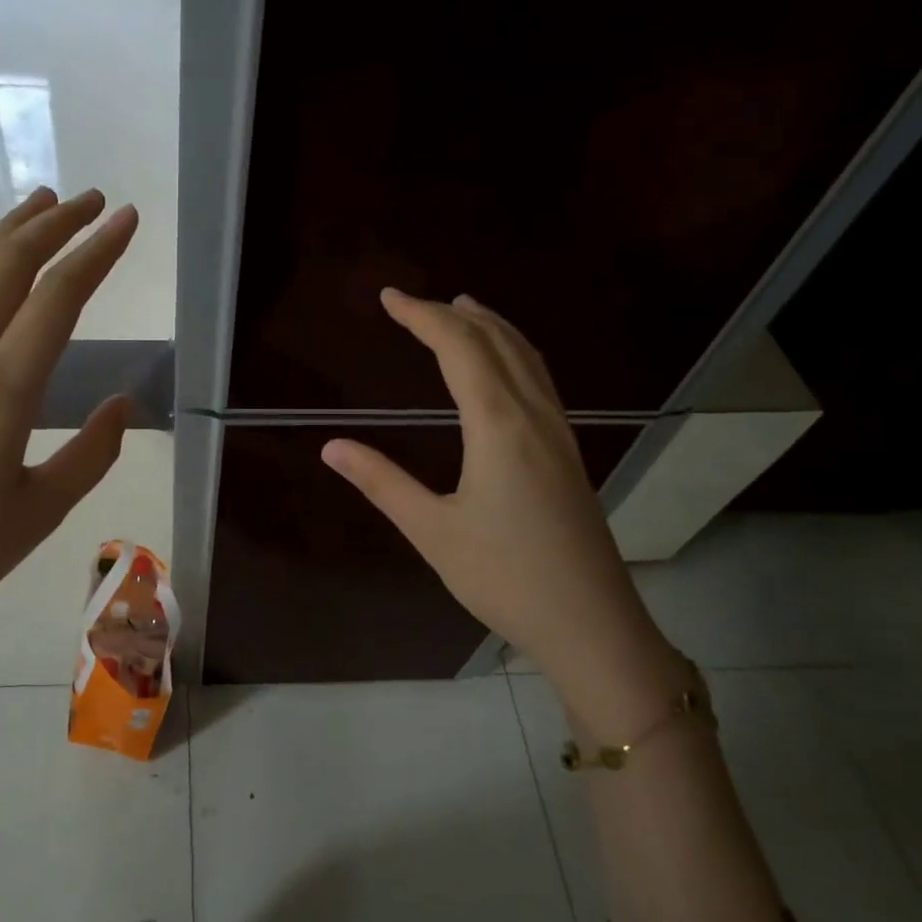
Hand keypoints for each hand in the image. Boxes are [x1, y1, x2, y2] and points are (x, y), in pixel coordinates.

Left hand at [0, 188, 137, 705]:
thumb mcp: (41, 512)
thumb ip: (92, 453)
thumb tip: (123, 403)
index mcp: (3, 391)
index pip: (59, 298)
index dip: (97, 252)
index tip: (126, 219)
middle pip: (11, 267)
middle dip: (55, 224)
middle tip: (91, 200)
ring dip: (9, 232)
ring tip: (42, 201)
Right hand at [321, 290, 677, 713]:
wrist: (591, 623)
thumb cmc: (505, 578)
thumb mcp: (432, 532)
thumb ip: (382, 483)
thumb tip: (331, 446)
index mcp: (499, 426)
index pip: (459, 349)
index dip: (422, 317)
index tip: (389, 298)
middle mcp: (535, 416)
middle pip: (497, 342)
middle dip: (454, 314)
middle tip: (415, 302)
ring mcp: (559, 433)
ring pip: (527, 358)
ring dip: (492, 327)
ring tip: (464, 310)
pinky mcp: (569, 454)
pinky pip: (540, 381)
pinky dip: (515, 354)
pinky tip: (505, 369)